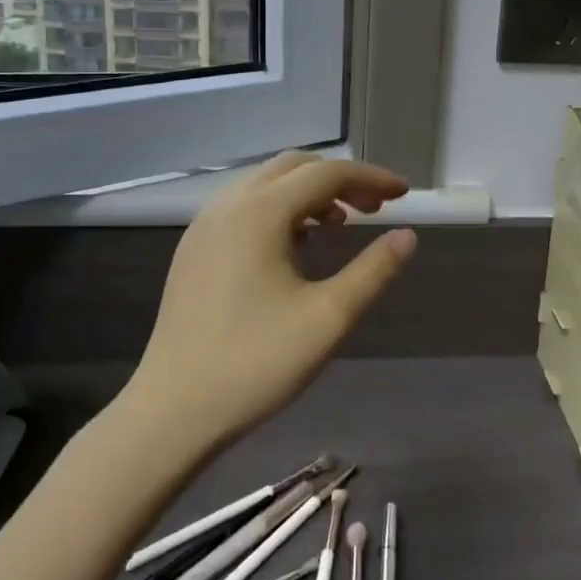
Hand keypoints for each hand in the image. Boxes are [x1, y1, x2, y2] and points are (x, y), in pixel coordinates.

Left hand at [121, 152, 417, 454]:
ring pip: (266, 183)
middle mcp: (228, 205)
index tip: (404, 194)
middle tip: (374, 209)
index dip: (371, 177)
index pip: (327, 174)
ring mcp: (204, 225)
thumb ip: (373, 271)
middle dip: (340, 180)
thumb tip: (408, 235)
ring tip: (339, 226)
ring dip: (308, 192)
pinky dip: (279, 208)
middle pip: (294, 167)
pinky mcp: (193, 249)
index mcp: (260, 213)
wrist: (172, 412)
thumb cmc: (256, 364)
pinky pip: (244, 206)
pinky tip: (295, 246)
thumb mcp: (328, 319)